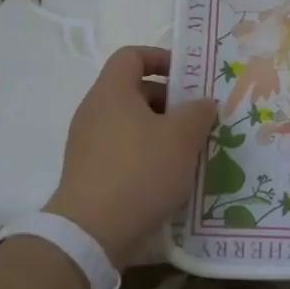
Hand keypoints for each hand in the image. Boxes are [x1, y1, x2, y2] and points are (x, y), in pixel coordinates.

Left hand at [44, 46, 217, 268]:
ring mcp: (87, 143)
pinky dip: (146, 153)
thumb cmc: (141, 171)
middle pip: (133, 90)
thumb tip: (202, 103)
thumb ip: (198, 112)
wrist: (92, 232)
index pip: (132, 56)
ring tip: (189, 150)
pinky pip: (122, 149)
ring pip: (130, 123)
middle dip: (168, 100)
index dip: (161, 58)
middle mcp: (94, 111)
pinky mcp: (89, 172)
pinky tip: (169, 176)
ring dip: (160, 130)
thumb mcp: (183, 137)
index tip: (188, 77)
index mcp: (112, 92)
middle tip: (197, 118)